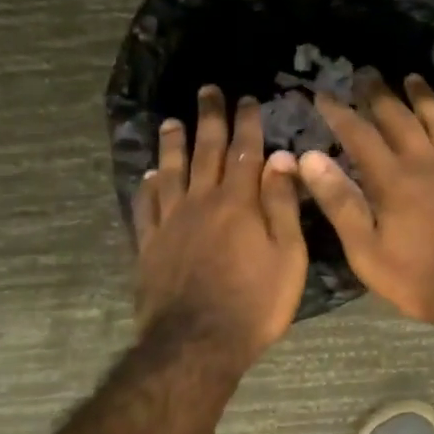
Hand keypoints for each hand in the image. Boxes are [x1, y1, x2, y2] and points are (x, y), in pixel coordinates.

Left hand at [134, 87, 307, 364]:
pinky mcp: (149, 245)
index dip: (246, 123)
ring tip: (172, 121)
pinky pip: (145, 207)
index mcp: (239, 203)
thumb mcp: (287, 256)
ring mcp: (170, 223)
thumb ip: (282, 205)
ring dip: (173, 145)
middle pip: (205, 152)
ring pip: (171, 173)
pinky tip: (148, 176)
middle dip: (209, 119)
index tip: (247, 99)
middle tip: (207, 90)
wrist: (197, 343)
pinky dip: (146, 187)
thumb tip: (280, 158)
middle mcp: (201, 203)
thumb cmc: (255, 303)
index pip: (244, 152)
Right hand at [296, 75, 433, 330]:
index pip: (359, 134)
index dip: (339, 112)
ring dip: (423, 98)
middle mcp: (425, 162)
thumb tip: (311, 158)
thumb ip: (340, 201)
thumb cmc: (419, 276)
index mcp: (392, 179)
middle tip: (366, 73)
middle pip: (399, 118)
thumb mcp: (366, 249)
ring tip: (412, 78)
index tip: (323, 94)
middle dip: (379, 94)